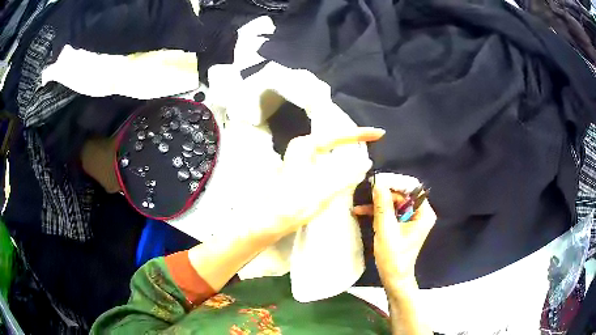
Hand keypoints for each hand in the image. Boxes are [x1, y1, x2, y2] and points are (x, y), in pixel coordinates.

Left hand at [262, 127, 384, 239]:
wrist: (271, 220)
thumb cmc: (296, 203)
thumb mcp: (326, 189)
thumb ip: (348, 174)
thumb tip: (366, 161)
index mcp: (306, 146)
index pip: (338, 136)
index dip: (360, 134)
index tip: (379, 133)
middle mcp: (302, 147)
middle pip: (334, 139)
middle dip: (354, 139)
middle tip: (374, 138)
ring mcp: (300, 158)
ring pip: (330, 149)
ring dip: (347, 149)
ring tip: (365, 147)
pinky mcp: (302, 169)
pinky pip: (326, 159)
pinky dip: (339, 160)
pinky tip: (347, 164)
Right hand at [353, 173, 435, 288]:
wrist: (394, 278)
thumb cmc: (393, 258)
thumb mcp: (386, 231)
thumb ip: (383, 206)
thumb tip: (378, 184)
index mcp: (423, 213)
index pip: (411, 189)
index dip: (395, 183)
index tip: (377, 182)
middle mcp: (420, 213)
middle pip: (402, 194)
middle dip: (383, 194)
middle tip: (366, 191)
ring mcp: (412, 218)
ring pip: (394, 202)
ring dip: (378, 203)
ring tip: (360, 205)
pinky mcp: (403, 224)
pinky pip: (391, 211)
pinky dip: (378, 211)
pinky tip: (361, 211)